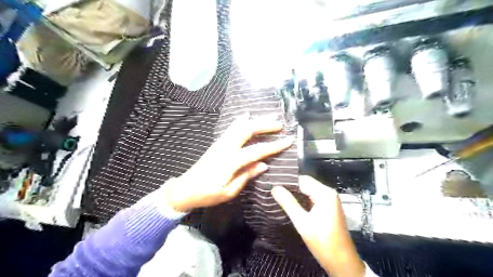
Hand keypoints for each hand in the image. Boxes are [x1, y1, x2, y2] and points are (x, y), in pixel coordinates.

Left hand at [166, 112, 291, 211]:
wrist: (185, 189)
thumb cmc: (207, 194)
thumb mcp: (228, 192)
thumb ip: (246, 176)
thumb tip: (264, 165)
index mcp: (230, 162)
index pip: (256, 151)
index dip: (274, 146)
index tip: (288, 140)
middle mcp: (226, 148)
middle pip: (247, 131)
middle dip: (265, 125)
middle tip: (280, 124)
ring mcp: (220, 143)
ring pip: (240, 126)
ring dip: (255, 120)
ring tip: (269, 116)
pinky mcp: (217, 143)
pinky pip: (231, 128)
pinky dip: (240, 120)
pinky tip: (246, 115)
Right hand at [269, 176, 364, 275]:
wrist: (342, 263)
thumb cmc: (323, 242)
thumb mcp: (302, 222)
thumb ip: (288, 203)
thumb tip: (274, 188)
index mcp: (325, 193)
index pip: (302, 180)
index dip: (287, 182)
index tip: (272, 183)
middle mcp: (328, 193)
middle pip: (305, 184)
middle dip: (290, 188)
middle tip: (272, 190)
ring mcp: (329, 200)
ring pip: (307, 191)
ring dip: (294, 194)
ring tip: (277, 195)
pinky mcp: (327, 208)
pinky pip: (311, 198)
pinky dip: (301, 200)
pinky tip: (289, 203)